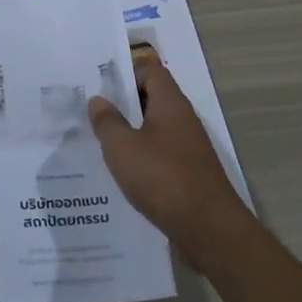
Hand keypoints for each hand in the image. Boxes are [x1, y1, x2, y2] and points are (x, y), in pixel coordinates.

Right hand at [89, 58, 254, 269]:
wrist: (209, 230)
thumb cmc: (163, 178)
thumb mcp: (123, 147)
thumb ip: (107, 121)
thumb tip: (98, 100)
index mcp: (170, 104)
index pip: (150, 71)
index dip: (125, 72)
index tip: (99, 85)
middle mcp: (183, 120)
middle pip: (152, 99)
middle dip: (123, 104)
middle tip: (92, 112)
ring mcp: (188, 148)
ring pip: (154, 129)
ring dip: (130, 133)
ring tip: (99, 142)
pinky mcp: (189, 174)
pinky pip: (160, 155)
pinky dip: (141, 158)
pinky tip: (121, 174)